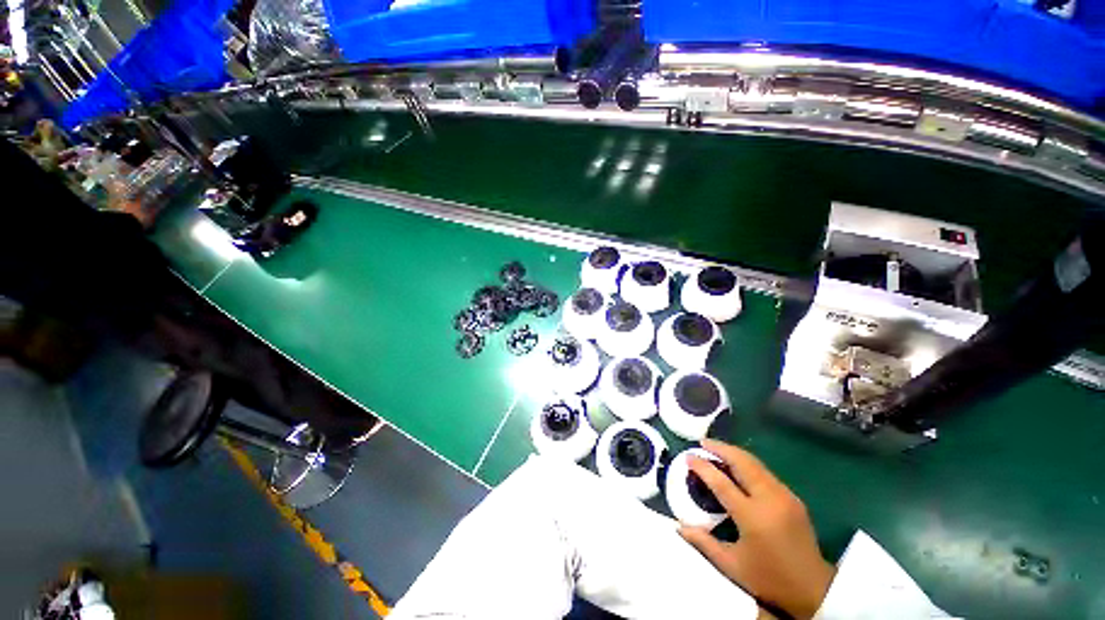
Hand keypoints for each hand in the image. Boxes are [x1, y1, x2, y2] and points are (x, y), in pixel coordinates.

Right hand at [679, 439, 836, 619]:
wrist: (814, 589)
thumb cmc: (769, 578)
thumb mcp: (732, 566)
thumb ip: (703, 543)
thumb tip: (679, 527)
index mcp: (753, 517)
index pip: (721, 482)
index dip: (703, 466)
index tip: (688, 456)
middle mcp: (770, 500)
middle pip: (742, 462)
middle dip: (721, 448)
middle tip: (703, 442)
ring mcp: (784, 496)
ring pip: (755, 463)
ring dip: (734, 453)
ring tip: (716, 448)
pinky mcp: (792, 497)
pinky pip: (765, 472)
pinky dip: (747, 463)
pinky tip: (737, 466)